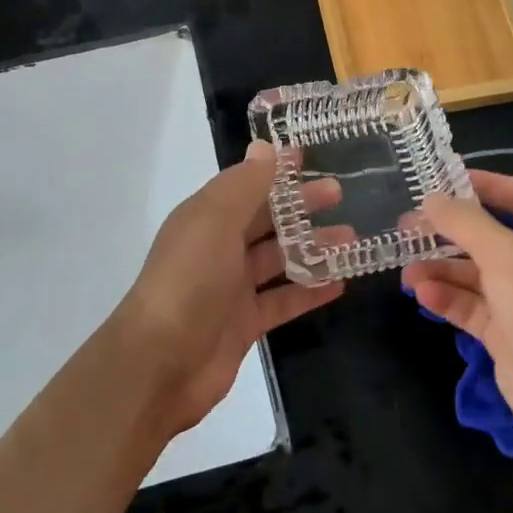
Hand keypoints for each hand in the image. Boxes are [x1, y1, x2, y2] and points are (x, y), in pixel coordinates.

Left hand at [113, 141, 343, 435]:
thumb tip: (265, 147)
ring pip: (279, 259)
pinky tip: (341, 283)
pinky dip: (310, 291)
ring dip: (313, 247)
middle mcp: (218, 247)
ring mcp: (232, 287)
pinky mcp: (245, 323)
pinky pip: (283, 300)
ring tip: (352, 238)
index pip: (246, 183)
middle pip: (266, 219)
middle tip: (340, 195)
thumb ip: (244, 185)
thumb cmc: (189, 281)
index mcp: (206, 217)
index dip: (275, 170)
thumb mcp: (215, 222)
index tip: (310, 157)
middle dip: (301, 205)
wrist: (159, 364)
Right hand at [403, 170, 512, 444]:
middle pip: (489, 235)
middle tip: (408, 226)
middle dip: (449, 231)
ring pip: (475, 273)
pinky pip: (472, 306)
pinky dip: (448, 298)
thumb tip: (431, 198)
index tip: (443, 181)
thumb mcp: (503, 252)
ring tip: (407, 270)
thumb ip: (464, 221)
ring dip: (441, 268)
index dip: (484, 184)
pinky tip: (422, 294)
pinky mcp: (508, 334)